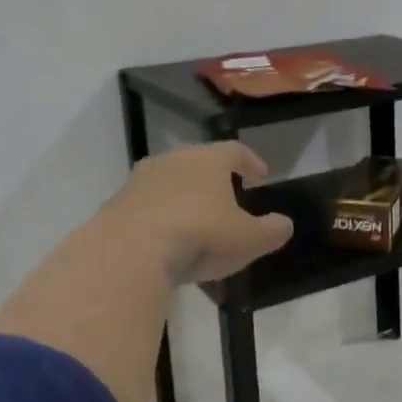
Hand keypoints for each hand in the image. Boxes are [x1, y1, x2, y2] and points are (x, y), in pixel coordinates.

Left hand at [103, 141, 292, 284]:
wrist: (129, 250)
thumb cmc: (199, 235)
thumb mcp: (247, 239)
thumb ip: (270, 231)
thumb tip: (285, 224)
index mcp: (208, 160)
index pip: (235, 150)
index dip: (251, 162)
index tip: (261, 175)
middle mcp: (173, 160)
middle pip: (198, 163)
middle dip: (214, 179)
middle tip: (227, 198)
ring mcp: (140, 180)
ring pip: (169, 182)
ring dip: (184, 198)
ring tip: (195, 222)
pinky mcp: (116, 204)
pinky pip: (146, 206)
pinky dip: (159, 217)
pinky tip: (165, 240)